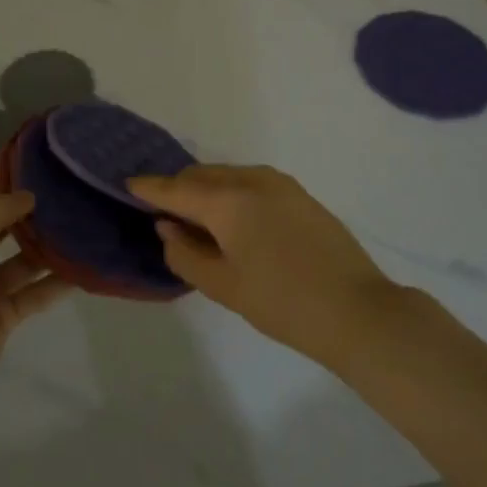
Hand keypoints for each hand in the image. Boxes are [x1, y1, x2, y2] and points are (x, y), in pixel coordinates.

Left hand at [0, 177, 70, 360]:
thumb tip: (28, 195)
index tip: (31, 169)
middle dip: (25, 216)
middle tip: (60, 197)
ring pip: (20, 261)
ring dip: (44, 248)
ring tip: (77, 228)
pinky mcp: (3, 316)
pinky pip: (33, 293)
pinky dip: (54, 283)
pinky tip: (80, 269)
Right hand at [129, 165, 396, 364]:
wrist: (358, 311)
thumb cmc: (283, 303)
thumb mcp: (223, 286)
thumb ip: (184, 253)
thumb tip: (167, 226)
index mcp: (228, 200)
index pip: (175, 188)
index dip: (149, 187)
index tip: (127, 184)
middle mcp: (251, 179)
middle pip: (201, 175)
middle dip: (178, 189)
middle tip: (164, 214)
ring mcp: (279, 182)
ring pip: (227, 175)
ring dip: (206, 190)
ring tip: (198, 220)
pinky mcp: (298, 193)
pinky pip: (250, 182)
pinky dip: (231, 193)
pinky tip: (233, 220)